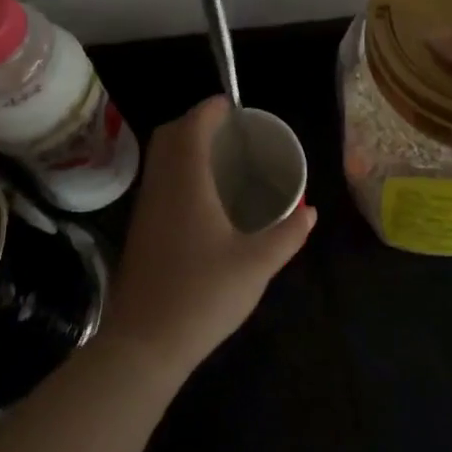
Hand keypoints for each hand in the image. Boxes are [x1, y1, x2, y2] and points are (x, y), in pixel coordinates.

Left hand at [100, 96, 316, 376]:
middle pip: (169, 136)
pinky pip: (158, 182)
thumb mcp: (256, 265)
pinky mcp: (140, 231)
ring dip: (183, 146)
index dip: (210, 109)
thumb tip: (311, 213)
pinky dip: (177, 171)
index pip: (192, 126)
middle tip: (228, 131)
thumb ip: (287, 235)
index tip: (232, 106)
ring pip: (160, 159)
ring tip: (219, 158)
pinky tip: (202, 198)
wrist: (143, 346)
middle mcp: (161, 187)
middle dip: (195, 122)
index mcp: (187, 183)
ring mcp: (145, 210)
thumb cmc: (202, 296)